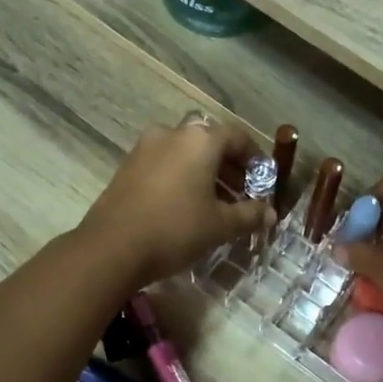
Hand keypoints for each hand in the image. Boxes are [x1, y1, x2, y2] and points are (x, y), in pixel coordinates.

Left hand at [77, 119, 273, 286]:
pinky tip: (186, 206)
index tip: (263, 179)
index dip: (255, 157)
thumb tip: (271, 214)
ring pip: (185, 154)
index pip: (237, 136)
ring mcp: (145, 148)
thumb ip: (249, 215)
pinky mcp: (127, 166)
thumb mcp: (219, 226)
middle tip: (242, 195)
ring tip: (216, 205)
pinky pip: (165, 164)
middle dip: (230, 168)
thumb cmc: (175, 229)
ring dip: (205, 174)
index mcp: (200, 140)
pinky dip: (182, 177)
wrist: (112, 247)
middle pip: (210, 144)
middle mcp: (172, 134)